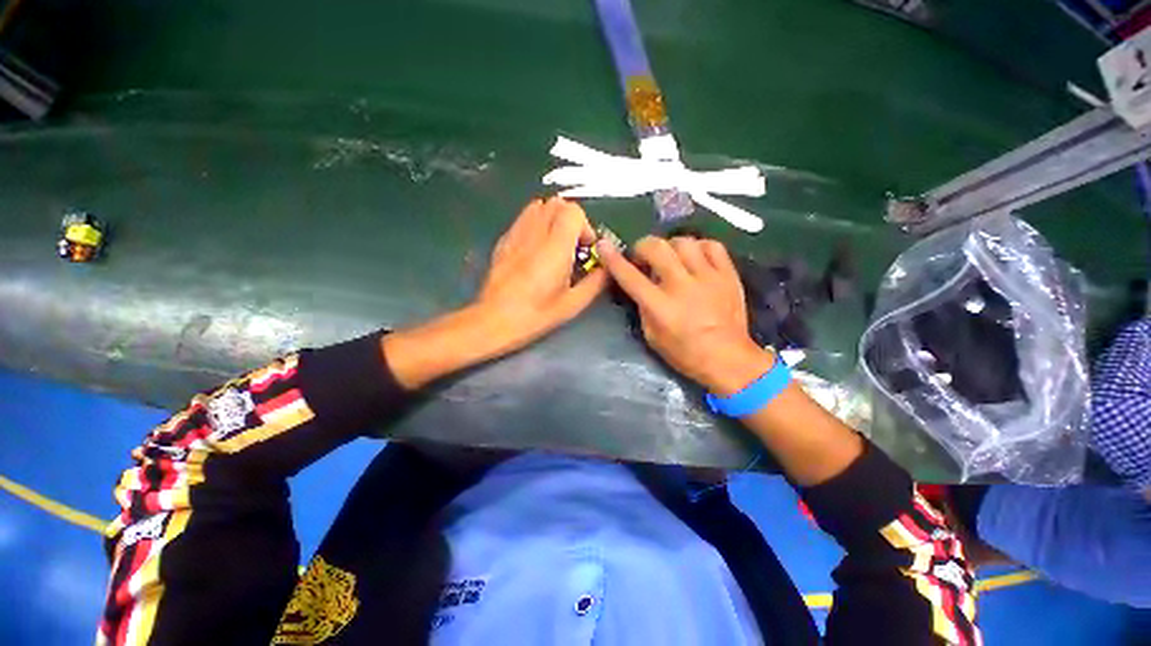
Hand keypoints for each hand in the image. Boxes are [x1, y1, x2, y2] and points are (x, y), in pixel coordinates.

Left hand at [473, 197, 608, 351]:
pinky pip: (523, 218)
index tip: (586, 249)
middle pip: (557, 203)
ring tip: (555, 244)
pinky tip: (536, 248)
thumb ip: (595, 282)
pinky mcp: (504, 240)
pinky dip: (536, 224)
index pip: (573, 211)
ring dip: (553, 219)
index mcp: (555, 247)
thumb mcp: (573, 304)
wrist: (493, 320)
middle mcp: (535, 233)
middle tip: (573, 246)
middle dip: (571, 220)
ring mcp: (516, 233)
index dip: (585, 226)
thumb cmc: (536, 315)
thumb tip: (607, 268)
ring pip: (539, 206)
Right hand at [597, 235, 773, 393]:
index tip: (604, 245)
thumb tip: (641, 285)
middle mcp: (682, 286)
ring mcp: (708, 277)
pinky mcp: (728, 274)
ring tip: (670, 258)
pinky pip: (712, 245)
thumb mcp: (652, 337)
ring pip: (683, 241)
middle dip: (642, 246)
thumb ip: (643, 308)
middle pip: (656, 248)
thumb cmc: (686, 354)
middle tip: (642, 257)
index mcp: (660, 306)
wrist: (729, 359)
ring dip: (669, 246)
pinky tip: (694, 257)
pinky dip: (698, 247)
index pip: (630, 276)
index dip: (613, 259)